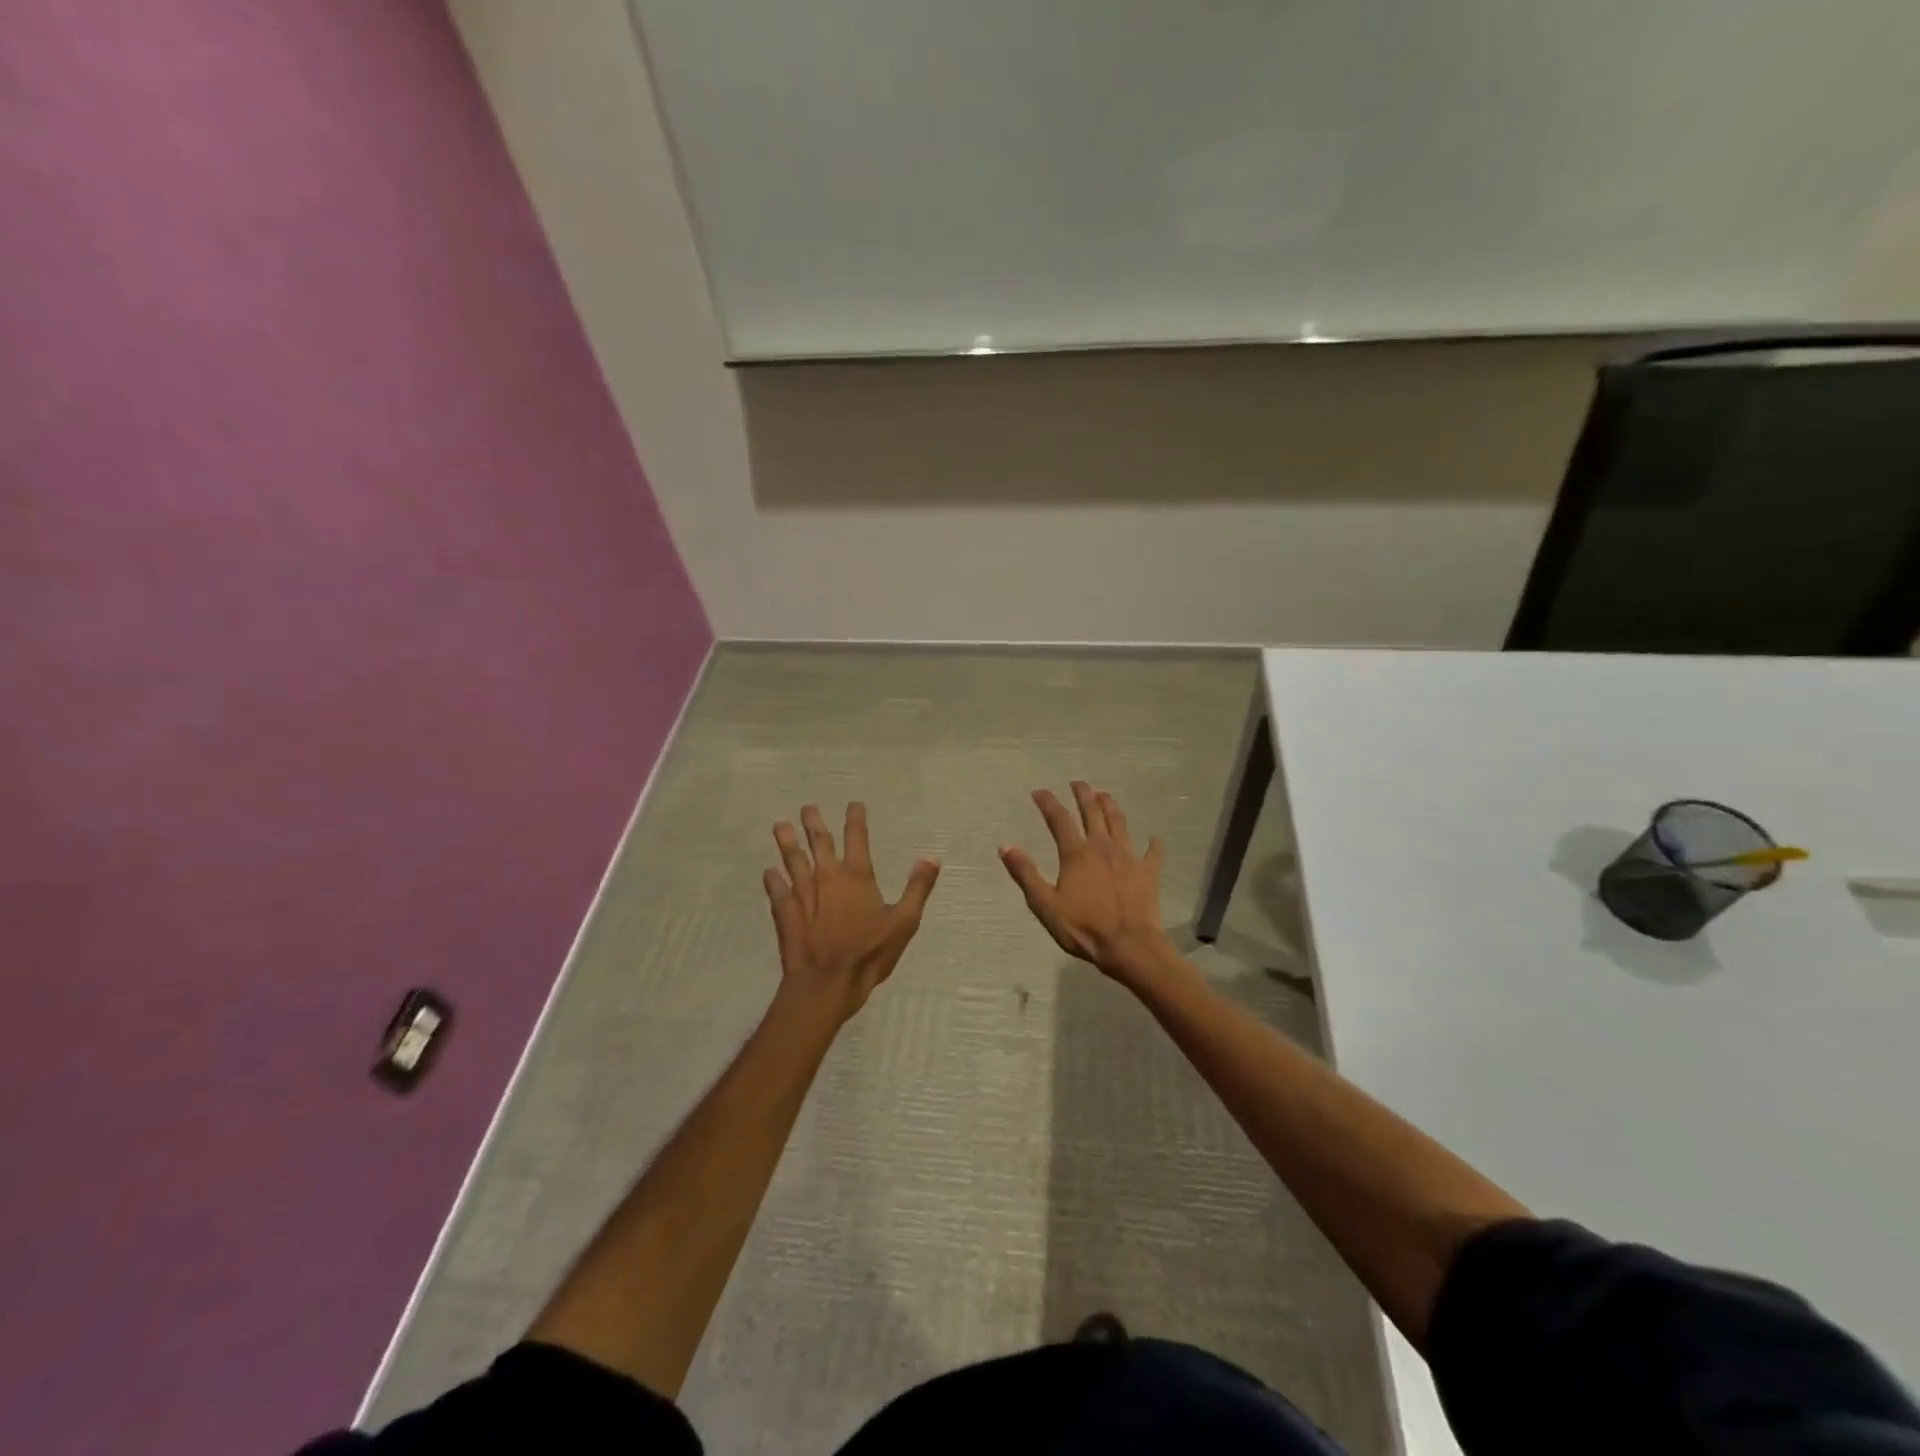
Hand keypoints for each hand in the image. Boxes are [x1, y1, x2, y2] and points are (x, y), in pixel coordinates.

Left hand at [765, 803, 939, 1023]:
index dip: (856, 819)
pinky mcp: (785, 912)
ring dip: (787, 842)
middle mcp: (827, 877)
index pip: (857, 838)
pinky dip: (772, 879)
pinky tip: (768, 872)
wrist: (826, 983)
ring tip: (780, 826)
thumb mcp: (904, 922)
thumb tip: (932, 858)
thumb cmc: (869, 953)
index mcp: (857, 877)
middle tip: (808, 807)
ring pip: (793, 859)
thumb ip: (917, 888)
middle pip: (819, 842)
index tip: (854, 804)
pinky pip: (776, 890)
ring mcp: (802, 893)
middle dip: (814, 822)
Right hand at [1000, 782, 1175, 985]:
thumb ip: (1025, 874)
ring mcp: (1128, 857)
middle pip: (1093, 812)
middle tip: (1078, 783)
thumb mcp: (1045, 904)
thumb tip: (1006, 847)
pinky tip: (1154, 839)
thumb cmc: (1083, 928)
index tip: (1039, 791)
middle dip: (1083, 794)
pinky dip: (1153, 845)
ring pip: (1120, 823)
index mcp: (1076, 854)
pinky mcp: (1147, 872)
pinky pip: (1152, 853)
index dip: (1048, 802)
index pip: (1059, 819)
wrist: (1130, 946)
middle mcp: (1102, 847)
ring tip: (1105, 795)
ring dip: (1111, 806)